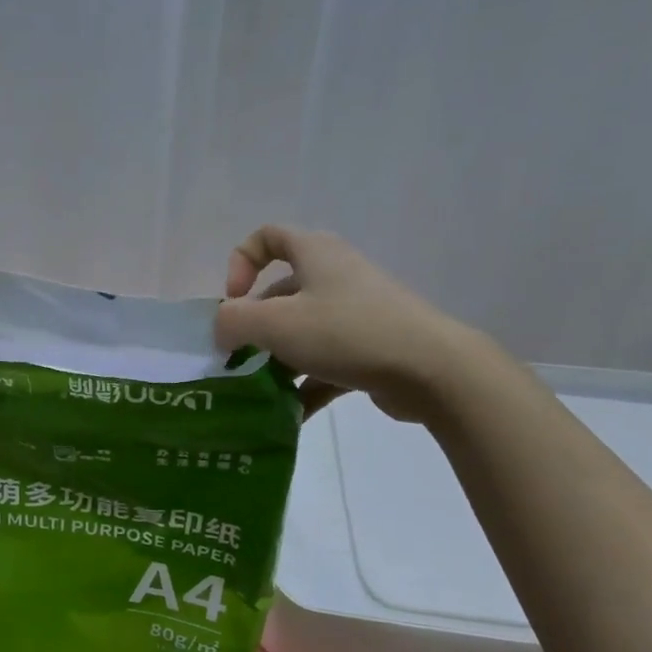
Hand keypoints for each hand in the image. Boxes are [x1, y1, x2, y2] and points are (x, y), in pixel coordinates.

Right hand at [214, 226, 482, 420]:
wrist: (430, 368)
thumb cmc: (345, 332)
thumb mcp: (275, 323)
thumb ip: (233, 321)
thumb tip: (221, 328)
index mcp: (315, 254)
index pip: (268, 236)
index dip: (240, 262)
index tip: (234, 300)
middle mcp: (336, 276)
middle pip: (281, 293)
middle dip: (254, 326)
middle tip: (236, 357)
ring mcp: (356, 313)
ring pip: (302, 331)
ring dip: (275, 360)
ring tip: (257, 391)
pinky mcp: (370, 348)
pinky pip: (326, 363)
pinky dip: (305, 385)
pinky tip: (288, 414)